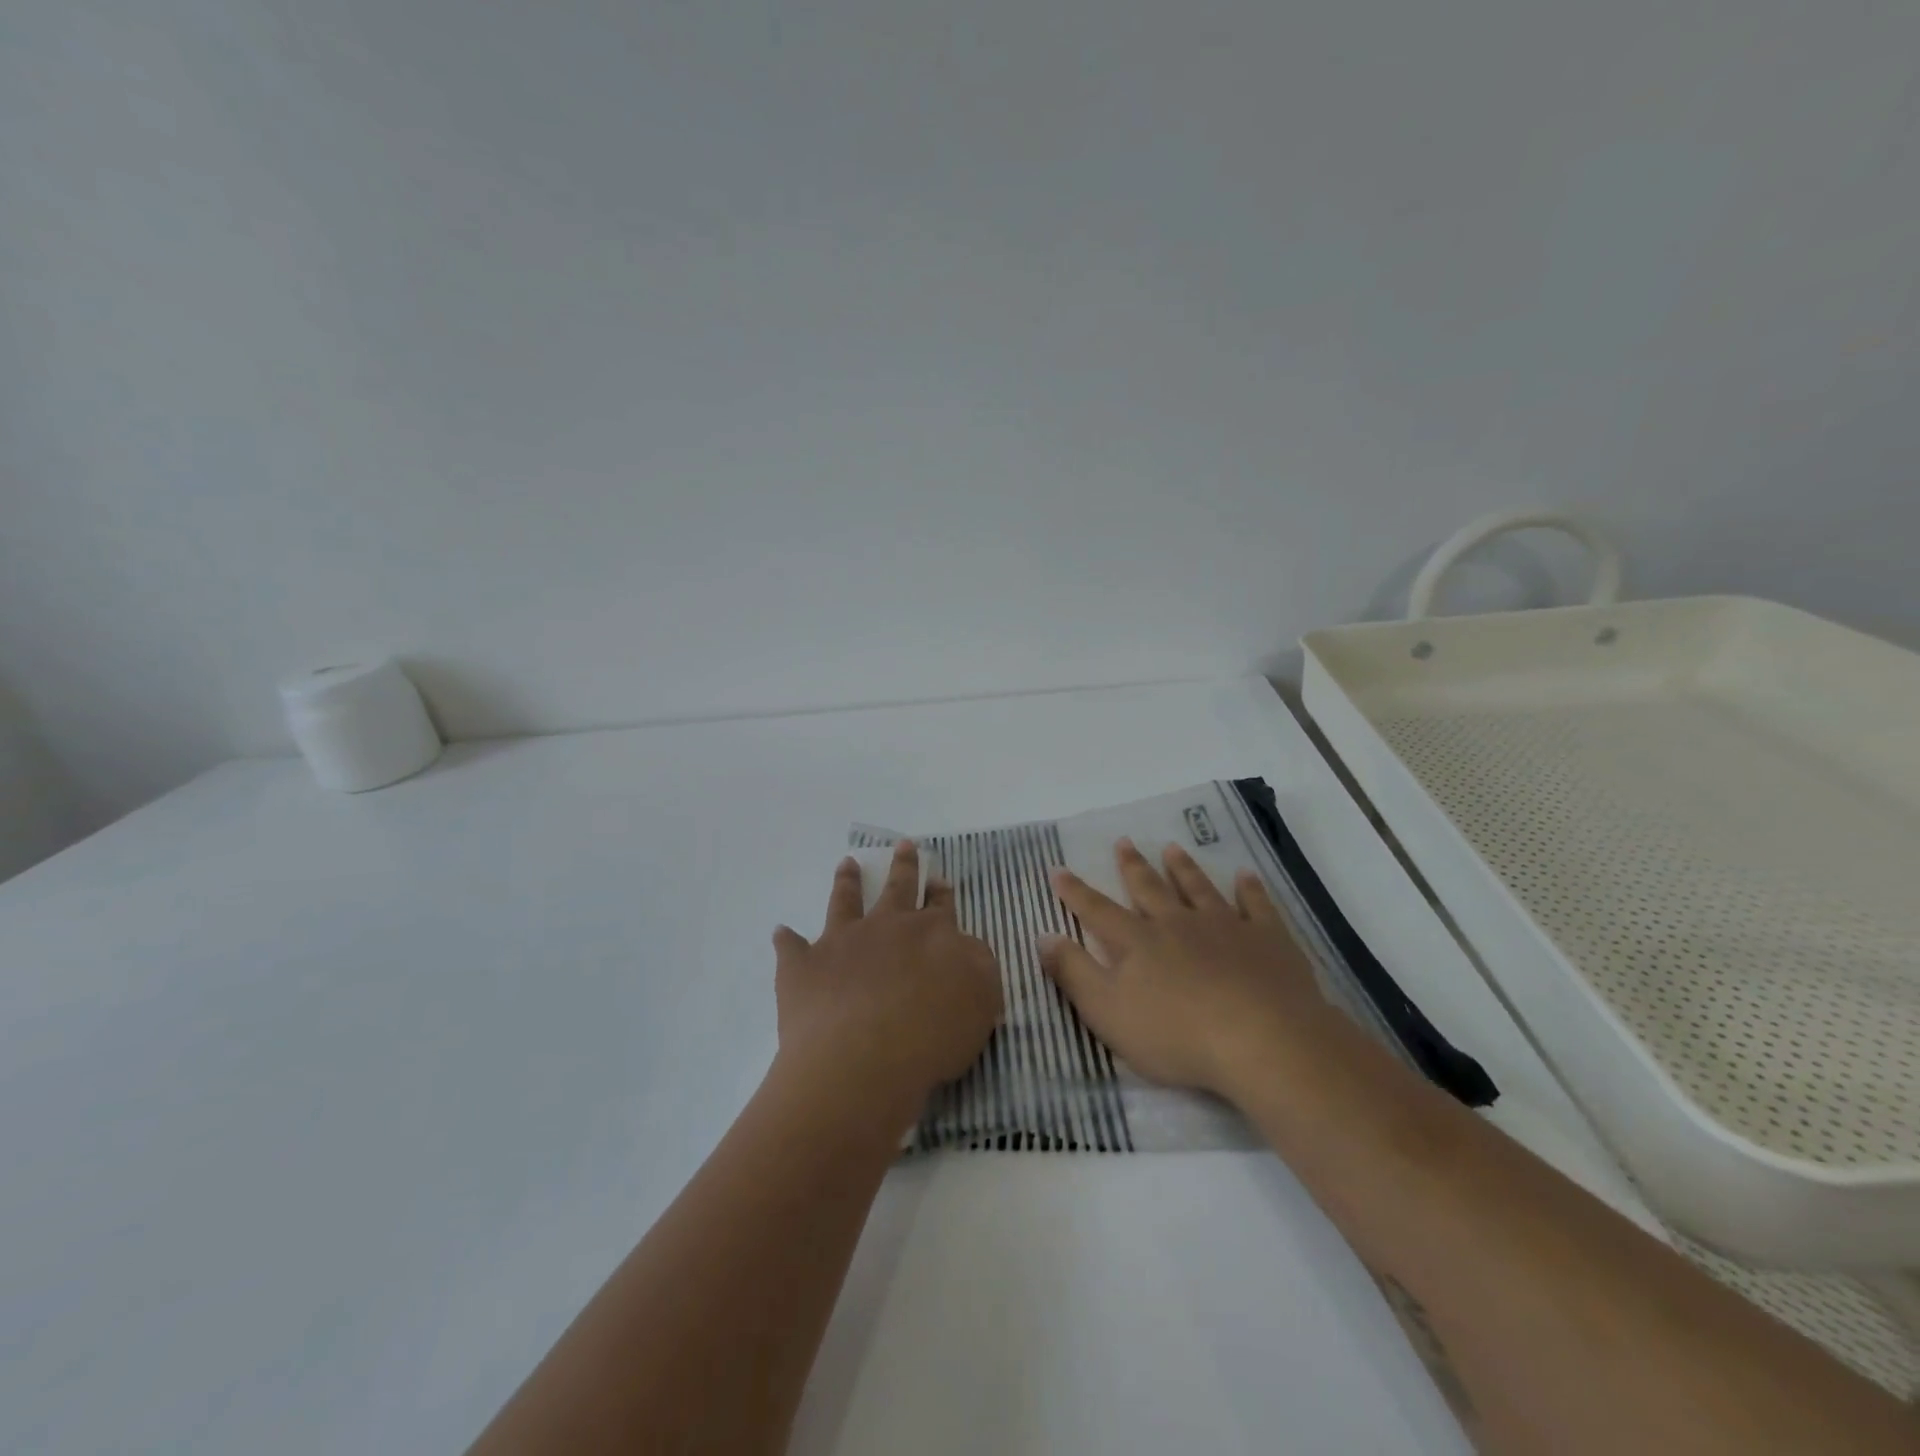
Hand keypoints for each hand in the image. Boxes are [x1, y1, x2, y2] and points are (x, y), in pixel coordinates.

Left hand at [772, 841, 1002, 1126]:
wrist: (864, 1058)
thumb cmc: (932, 1035)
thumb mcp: (982, 999)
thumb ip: (977, 965)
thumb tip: (962, 946)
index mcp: (931, 934)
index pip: (940, 906)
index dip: (940, 892)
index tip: (938, 878)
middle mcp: (886, 927)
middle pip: (897, 888)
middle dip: (903, 866)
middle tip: (903, 845)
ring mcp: (842, 942)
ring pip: (845, 901)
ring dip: (847, 881)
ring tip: (847, 863)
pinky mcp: (804, 968)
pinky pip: (791, 947)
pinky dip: (786, 939)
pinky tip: (781, 931)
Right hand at [1041, 838, 1331, 1097]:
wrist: (1262, 1040)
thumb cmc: (1177, 1035)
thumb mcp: (1108, 1012)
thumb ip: (1074, 973)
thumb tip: (1044, 935)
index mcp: (1138, 943)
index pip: (1097, 911)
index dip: (1075, 892)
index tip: (1059, 869)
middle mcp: (1177, 924)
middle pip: (1150, 889)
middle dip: (1133, 866)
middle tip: (1123, 841)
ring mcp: (1225, 927)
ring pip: (1198, 889)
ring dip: (1183, 868)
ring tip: (1173, 848)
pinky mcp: (1267, 939)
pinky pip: (1256, 905)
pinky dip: (1250, 888)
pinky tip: (1246, 875)